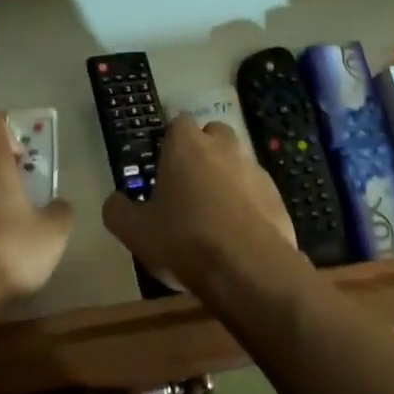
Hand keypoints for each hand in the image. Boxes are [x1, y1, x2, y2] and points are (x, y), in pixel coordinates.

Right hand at [102, 115, 298, 293]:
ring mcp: (255, 169)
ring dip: (227, 179)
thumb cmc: (185, 239)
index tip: (163, 169)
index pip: (177, 124)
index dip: (170, 144)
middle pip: (213, 136)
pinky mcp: (277, 196)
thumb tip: (115, 201)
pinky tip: (238, 235)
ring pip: (237, 163)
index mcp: (186, 144)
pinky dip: (248, 205)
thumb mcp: (135, 231)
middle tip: (188, 186)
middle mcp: (223, 145)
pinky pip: (257, 192)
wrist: (249, 270)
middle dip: (203, 153)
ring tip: (214, 216)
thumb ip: (118, 210)